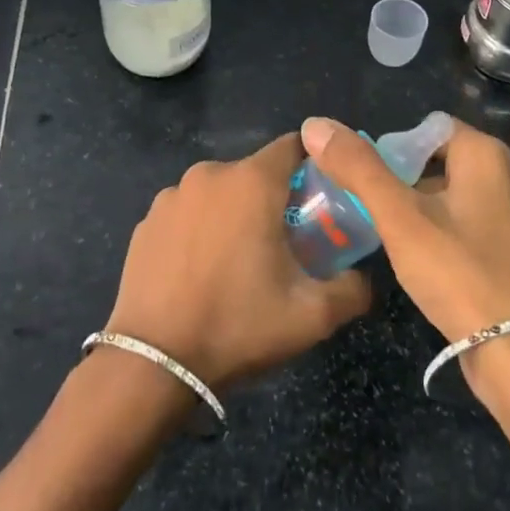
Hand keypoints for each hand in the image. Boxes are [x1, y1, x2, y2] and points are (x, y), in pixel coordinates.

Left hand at [103, 134, 371, 389]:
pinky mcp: (146, 221)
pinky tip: (199, 271)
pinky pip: (187, 213)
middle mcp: (210, 174)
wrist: (153, 363)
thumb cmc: (238, 325)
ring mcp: (172, 196)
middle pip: (255, 173)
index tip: (322, 198)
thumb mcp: (312, 316)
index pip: (293, 146)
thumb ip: (353, 289)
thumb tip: (363, 278)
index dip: (313, 166)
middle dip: (274, 198)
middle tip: (286, 242)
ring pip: (219, 193)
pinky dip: (199, 230)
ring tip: (238, 262)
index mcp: (252, 182)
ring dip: (234, 214)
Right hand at [299, 115, 509, 345]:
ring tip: (392, 234)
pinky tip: (425, 259)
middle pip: (441, 159)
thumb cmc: (458, 273)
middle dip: (404, 178)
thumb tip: (315, 124)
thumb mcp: (399, 217)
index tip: (368, 181)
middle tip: (374, 209)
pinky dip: (445, 228)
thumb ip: (358, 167)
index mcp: (487, 154)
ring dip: (422, 205)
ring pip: (455, 192)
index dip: (393, 147)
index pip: (428, 128)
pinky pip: (472, 220)